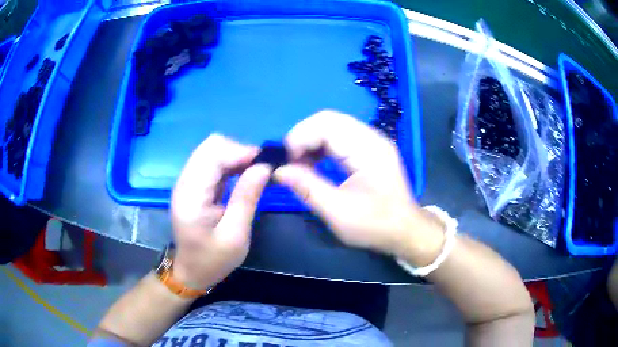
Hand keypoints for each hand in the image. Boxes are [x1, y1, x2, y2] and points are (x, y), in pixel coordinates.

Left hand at [171, 134, 270, 288]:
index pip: (213, 154)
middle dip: (239, 151)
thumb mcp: (235, 236)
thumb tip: (264, 166)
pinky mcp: (193, 184)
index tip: (265, 165)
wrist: (191, 271)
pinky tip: (242, 176)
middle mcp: (185, 182)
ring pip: (212, 150)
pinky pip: (212, 161)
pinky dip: (230, 163)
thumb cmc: (213, 260)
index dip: (241, 152)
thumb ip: (246, 198)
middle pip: (211, 145)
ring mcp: (187, 181)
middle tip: (259, 171)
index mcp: (191, 196)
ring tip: (254, 174)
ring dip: (235, 156)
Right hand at [275, 111, 444, 265]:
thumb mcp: (339, 212)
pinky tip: (313, 164)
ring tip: (298, 165)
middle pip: (328, 120)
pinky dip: (321, 148)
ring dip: (311, 142)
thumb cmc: (376, 225)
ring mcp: (371, 142)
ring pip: (332, 127)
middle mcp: (371, 138)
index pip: (326, 123)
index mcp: (368, 148)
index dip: (300, 137)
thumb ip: (307, 188)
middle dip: (303, 137)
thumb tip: (278, 170)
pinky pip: (339, 138)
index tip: (285, 162)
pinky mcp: (368, 151)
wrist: (406, 231)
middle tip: (290, 162)